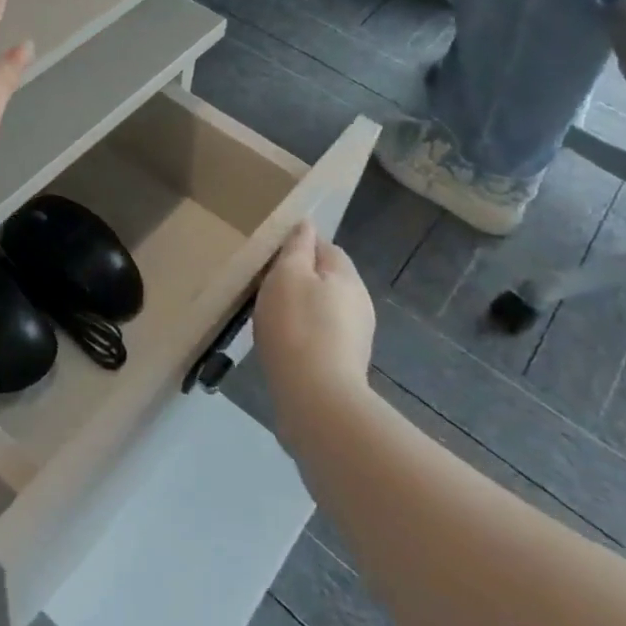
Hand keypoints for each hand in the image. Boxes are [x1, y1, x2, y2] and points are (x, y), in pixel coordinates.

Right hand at [253, 219, 376, 412]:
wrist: (316, 401)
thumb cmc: (297, 327)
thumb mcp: (287, 275)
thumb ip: (296, 248)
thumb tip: (306, 224)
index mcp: (347, 277)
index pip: (326, 247)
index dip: (299, 247)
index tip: (270, 258)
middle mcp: (359, 303)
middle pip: (327, 279)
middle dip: (300, 280)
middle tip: (265, 288)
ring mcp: (356, 337)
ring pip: (324, 309)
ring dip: (301, 310)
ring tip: (270, 319)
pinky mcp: (346, 366)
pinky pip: (322, 337)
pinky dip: (304, 336)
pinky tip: (283, 347)